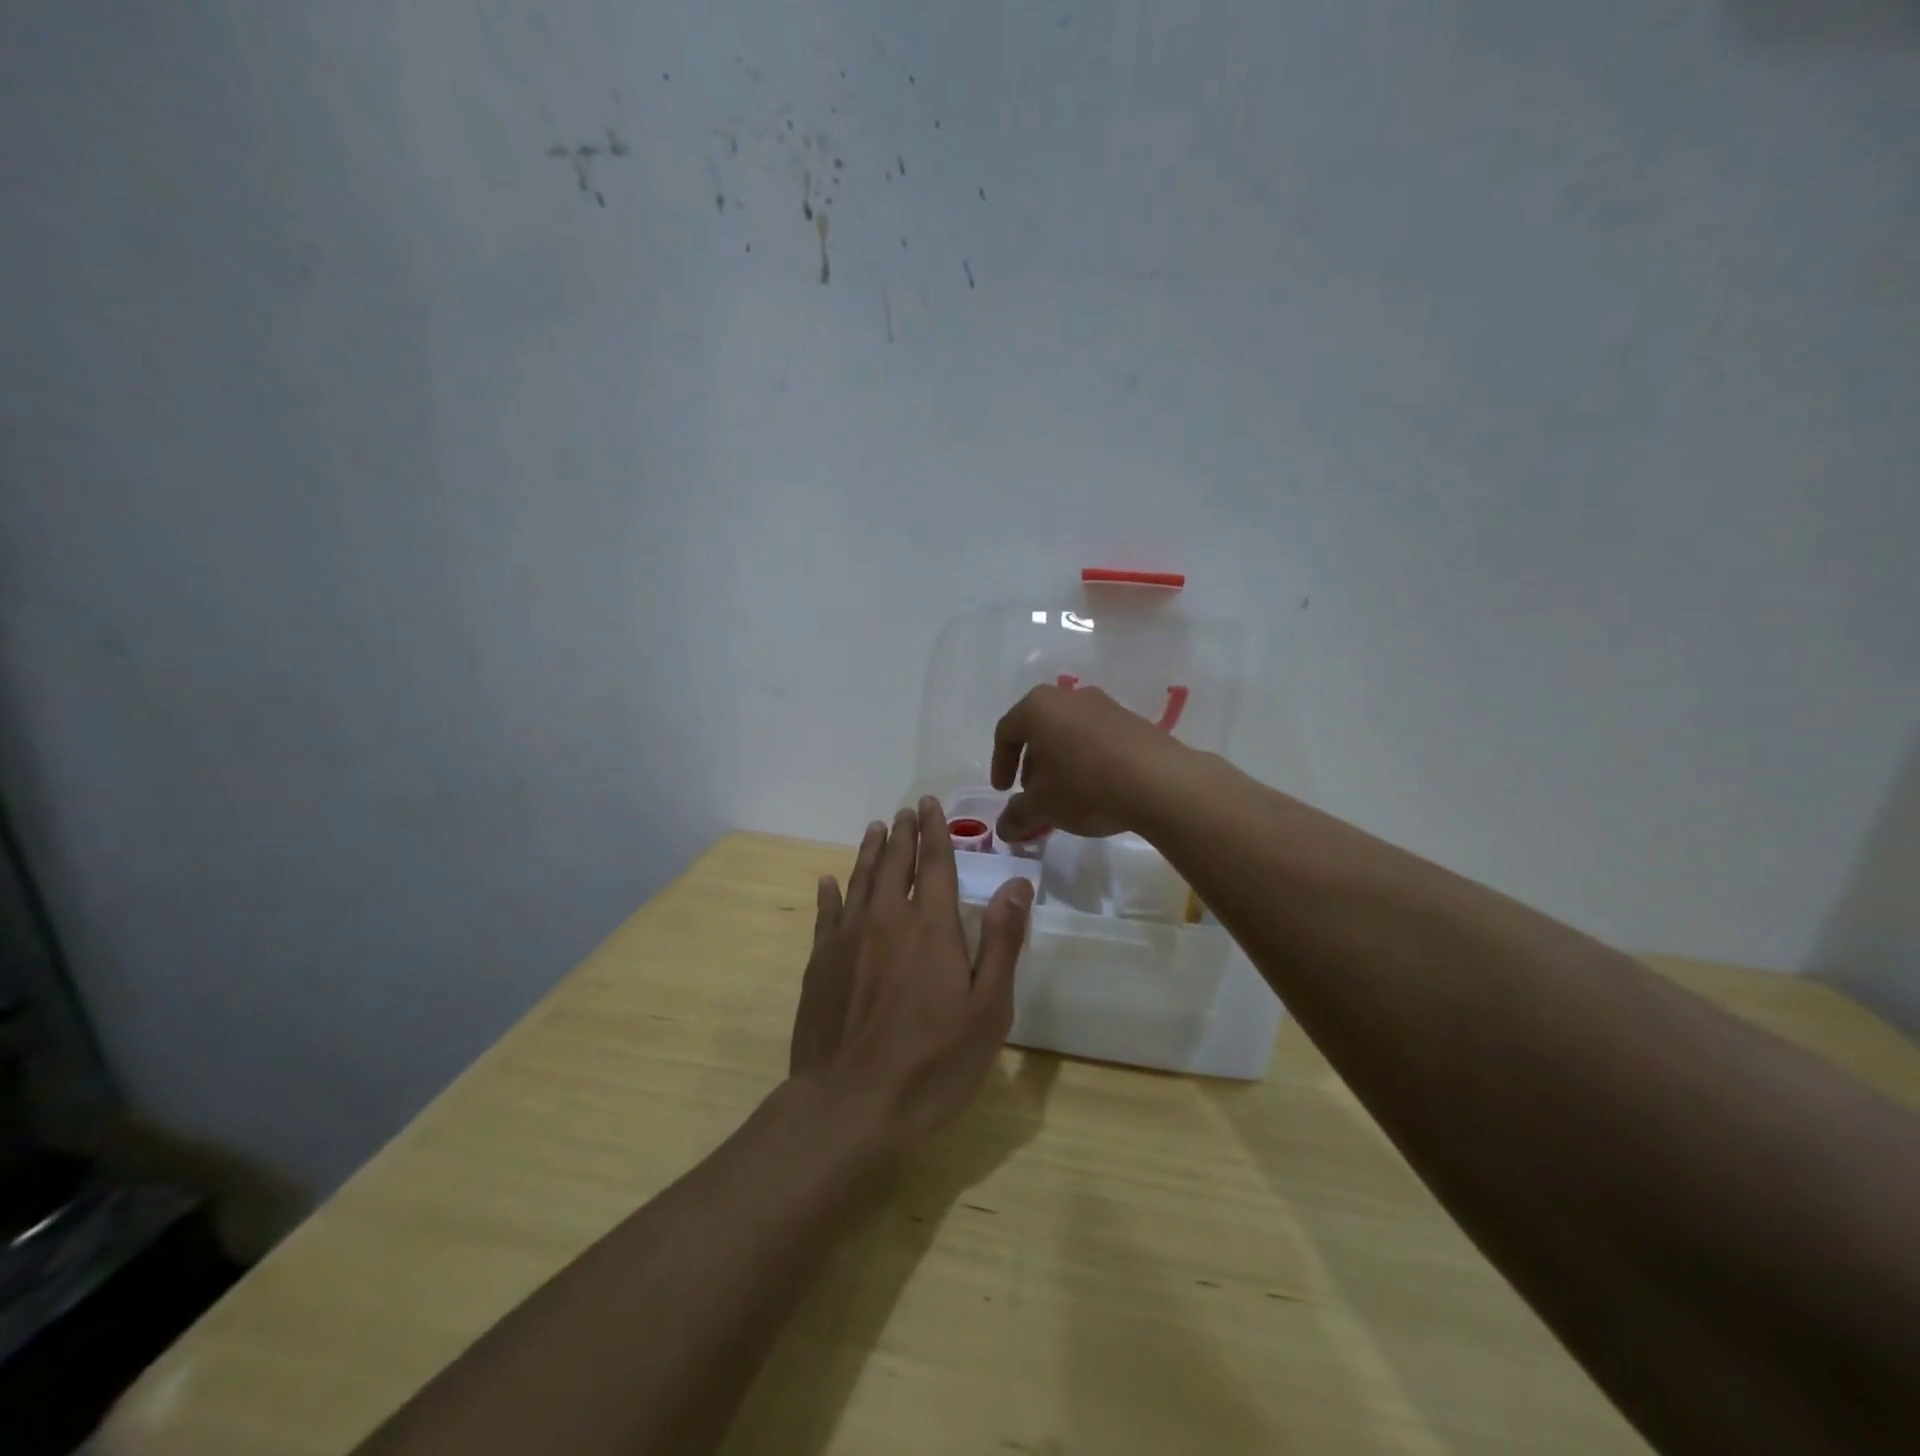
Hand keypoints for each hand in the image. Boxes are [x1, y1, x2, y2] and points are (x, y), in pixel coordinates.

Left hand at [789, 799, 1033, 1147]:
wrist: (851, 1104)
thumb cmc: (933, 1062)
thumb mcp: (987, 1009)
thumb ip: (1001, 942)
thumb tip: (1016, 884)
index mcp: (931, 926)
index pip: (934, 863)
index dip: (934, 831)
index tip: (928, 805)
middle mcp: (887, 919)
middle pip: (894, 863)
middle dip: (902, 834)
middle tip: (904, 811)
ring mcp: (847, 939)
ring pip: (859, 881)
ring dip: (869, 852)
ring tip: (875, 829)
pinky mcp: (819, 963)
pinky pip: (825, 914)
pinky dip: (829, 893)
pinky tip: (827, 881)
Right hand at [990, 684, 1184, 841]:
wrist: (1159, 782)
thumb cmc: (1085, 785)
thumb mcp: (1043, 806)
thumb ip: (1017, 814)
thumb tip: (1004, 827)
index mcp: (1038, 707)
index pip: (1006, 732)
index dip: (1000, 764)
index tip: (1004, 791)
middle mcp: (1069, 696)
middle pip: (1039, 730)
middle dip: (1032, 764)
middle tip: (1034, 795)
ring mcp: (1104, 705)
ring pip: (1069, 733)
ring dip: (1060, 762)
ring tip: (1065, 795)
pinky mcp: (1132, 720)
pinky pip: (1097, 738)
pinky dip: (1087, 759)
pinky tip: (1097, 788)